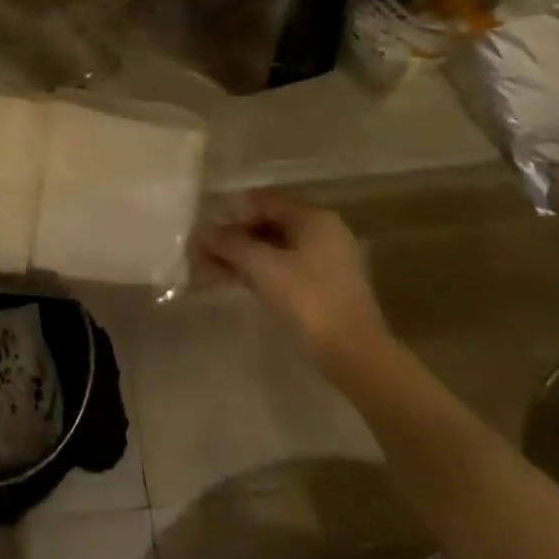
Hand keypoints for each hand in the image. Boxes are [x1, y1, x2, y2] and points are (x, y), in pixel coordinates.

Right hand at [199, 193, 382, 373]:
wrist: (356, 357)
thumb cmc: (310, 300)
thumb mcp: (264, 267)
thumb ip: (232, 244)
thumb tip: (204, 232)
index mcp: (313, 218)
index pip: (264, 200)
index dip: (232, 211)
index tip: (206, 227)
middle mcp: (321, 232)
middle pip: (268, 224)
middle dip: (233, 236)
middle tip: (203, 249)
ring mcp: (323, 261)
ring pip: (273, 249)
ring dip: (241, 256)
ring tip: (207, 267)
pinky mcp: (321, 288)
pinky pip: (281, 268)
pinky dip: (257, 271)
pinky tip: (232, 279)